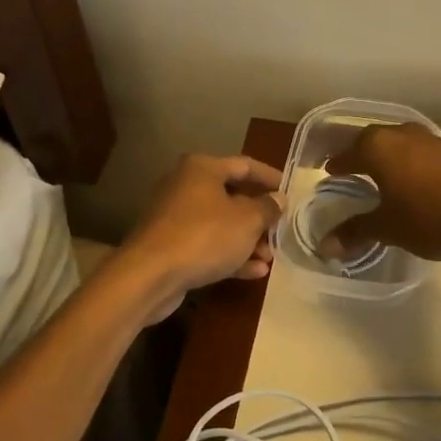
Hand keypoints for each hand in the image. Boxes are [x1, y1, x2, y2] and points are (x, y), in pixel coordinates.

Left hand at [118, 153, 283, 321]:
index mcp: (203, 168)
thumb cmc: (204, 236)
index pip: (245, 165)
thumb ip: (267, 208)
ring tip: (269, 258)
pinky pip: (207, 244)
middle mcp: (186, 186)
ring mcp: (175, 217)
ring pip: (220, 224)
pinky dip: (229, 255)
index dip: (271, 177)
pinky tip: (254, 272)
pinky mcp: (170, 245)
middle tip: (280, 231)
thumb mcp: (247, 220)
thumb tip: (278, 199)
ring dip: (247, 240)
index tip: (290, 191)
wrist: (149, 275)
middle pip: (232, 196)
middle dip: (259, 217)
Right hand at [324, 123, 440, 261]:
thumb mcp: (387, 228)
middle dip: (360, 155)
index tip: (329, 173)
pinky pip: (419, 153)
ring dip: (388, 157)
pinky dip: (409, 163)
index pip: (347, 154)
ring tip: (382, 175)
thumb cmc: (428, 215)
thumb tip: (325, 247)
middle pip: (371, 141)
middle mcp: (399, 134)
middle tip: (351, 170)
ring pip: (398, 144)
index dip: (337, 166)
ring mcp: (428, 139)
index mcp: (375, 147)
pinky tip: (413, 179)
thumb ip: (356, 232)